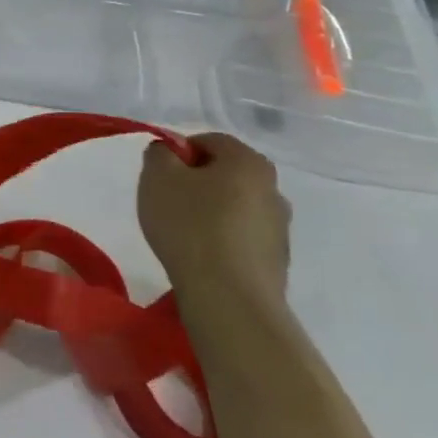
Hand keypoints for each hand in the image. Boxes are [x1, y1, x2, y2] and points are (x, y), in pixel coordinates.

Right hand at [138, 133, 290, 310]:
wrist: (229, 296)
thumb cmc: (190, 225)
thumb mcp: (157, 177)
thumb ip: (159, 154)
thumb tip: (169, 152)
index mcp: (248, 161)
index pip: (209, 141)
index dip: (178, 153)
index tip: (159, 176)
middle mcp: (273, 188)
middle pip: (225, 174)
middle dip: (195, 183)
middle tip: (167, 203)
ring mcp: (280, 227)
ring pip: (235, 207)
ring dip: (210, 213)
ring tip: (182, 235)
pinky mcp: (277, 260)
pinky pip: (242, 238)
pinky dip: (222, 240)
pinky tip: (201, 257)